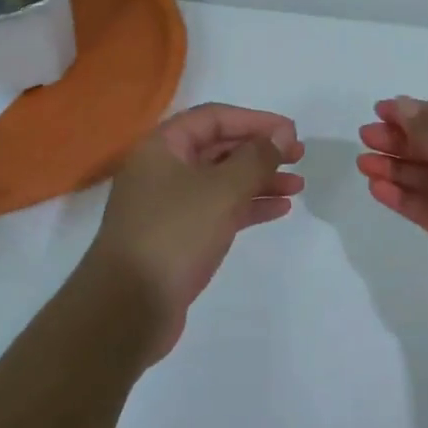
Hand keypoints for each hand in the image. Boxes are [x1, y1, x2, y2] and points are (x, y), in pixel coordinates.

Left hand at [86, 103, 304, 361]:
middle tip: (299, 157)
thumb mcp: (222, 190)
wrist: (128, 309)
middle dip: (260, 151)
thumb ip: (256, 158)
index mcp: (162, 146)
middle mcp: (163, 169)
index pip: (214, 118)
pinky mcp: (178, 236)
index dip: (255, 120)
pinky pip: (219, 209)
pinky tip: (279, 209)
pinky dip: (247, 206)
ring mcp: (169, 204)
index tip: (291, 132)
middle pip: (218, 148)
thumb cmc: (174, 234)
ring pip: (222, 181)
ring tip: (298, 186)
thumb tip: (281, 135)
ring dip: (259, 180)